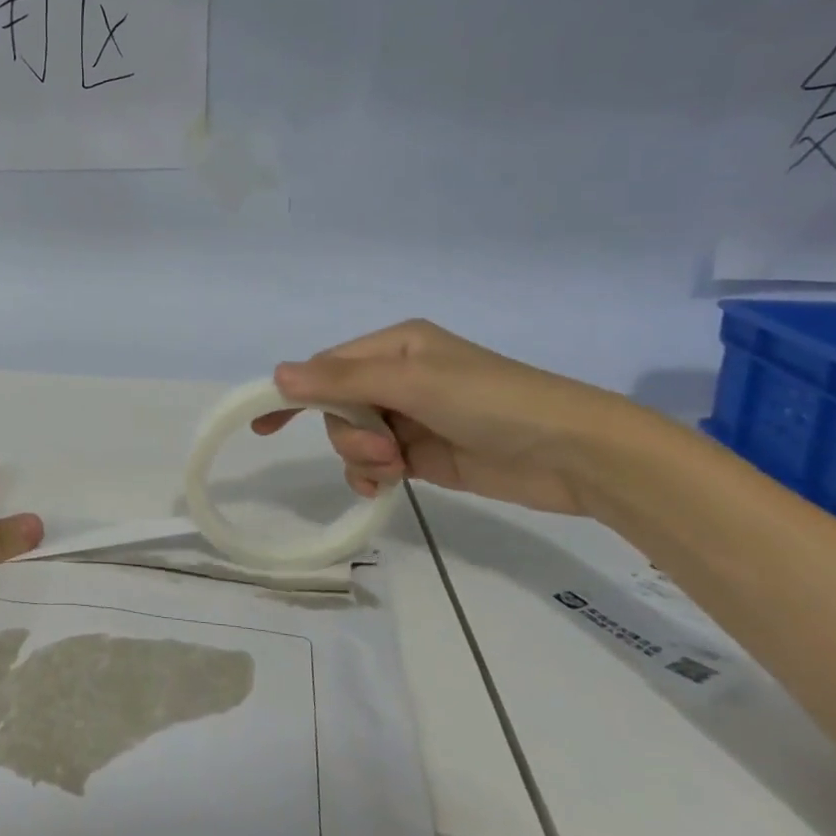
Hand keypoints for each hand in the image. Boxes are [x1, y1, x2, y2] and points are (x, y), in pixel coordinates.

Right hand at [251, 320, 632, 516]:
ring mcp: (412, 417)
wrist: (573, 453)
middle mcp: (399, 377)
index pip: (326, 368)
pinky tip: (384, 487)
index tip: (263, 425)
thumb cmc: (491, 402)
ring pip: (354, 438)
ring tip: (396, 468)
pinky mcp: (425, 454)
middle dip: (349, 433)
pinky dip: (373, 476)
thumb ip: (342, 380)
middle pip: (338, 407)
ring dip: (363, 457)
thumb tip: (277, 374)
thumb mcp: (412, 382)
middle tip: (384, 450)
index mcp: (396, 347)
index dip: (295, 393)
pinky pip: (377, 463)